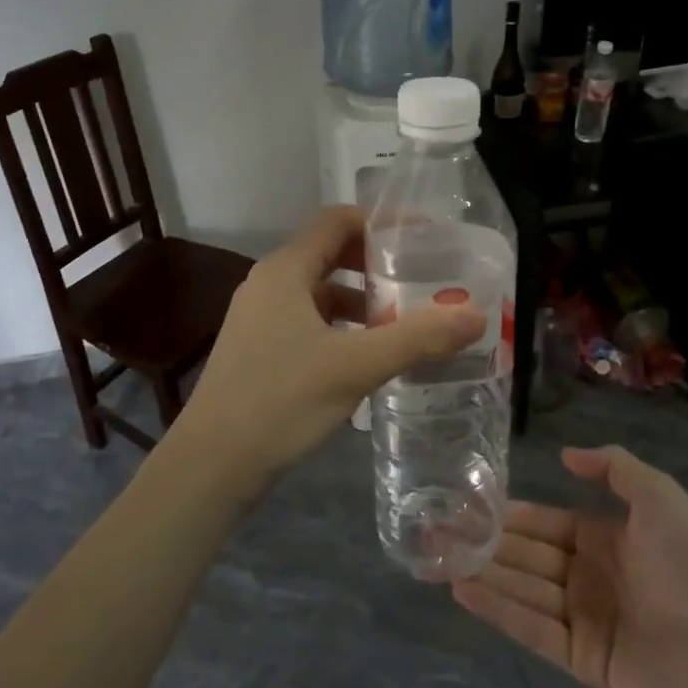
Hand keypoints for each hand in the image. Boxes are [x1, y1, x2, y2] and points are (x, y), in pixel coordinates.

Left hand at [175, 207, 486, 485]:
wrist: (211, 466)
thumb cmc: (281, 401)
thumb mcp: (356, 366)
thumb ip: (417, 338)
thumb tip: (476, 315)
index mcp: (284, 271)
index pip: (336, 221)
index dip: (380, 222)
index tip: (423, 239)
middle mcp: (268, 284)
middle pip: (329, 254)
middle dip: (376, 265)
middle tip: (420, 280)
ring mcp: (259, 319)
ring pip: (319, 293)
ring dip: (360, 301)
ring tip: (403, 321)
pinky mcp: (259, 351)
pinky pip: (308, 322)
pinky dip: (341, 328)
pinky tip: (367, 357)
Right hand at [453, 445, 687, 687]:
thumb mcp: (658, 494)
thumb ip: (613, 467)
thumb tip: (564, 455)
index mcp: (603, 538)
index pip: (544, 523)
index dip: (509, 514)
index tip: (469, 504)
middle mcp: (587, 576)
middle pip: (526, 557)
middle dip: (484, 543)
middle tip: (436, 530)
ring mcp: (582, 619)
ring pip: (522, 590)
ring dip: (482, 573)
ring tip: (436, 558)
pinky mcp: (581, 660)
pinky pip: (533, 629)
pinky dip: (498, 610)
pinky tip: (463, 591)